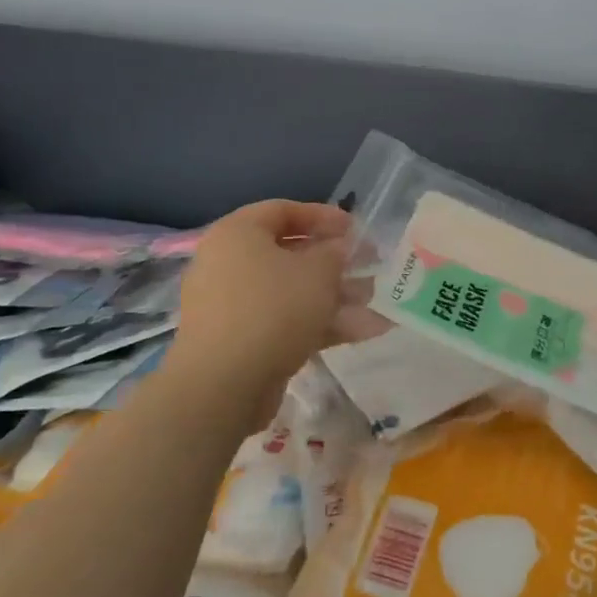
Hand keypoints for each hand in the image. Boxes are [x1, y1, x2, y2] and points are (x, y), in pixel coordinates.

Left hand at [173, 200, 350, 406]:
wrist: (223, 386)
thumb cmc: (272, 309)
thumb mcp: (317, 272)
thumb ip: (335, 253)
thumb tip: (338, 249)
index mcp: (238, 234)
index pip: (283, 210)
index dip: (323, 216)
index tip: (355, 229)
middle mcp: (228, 263)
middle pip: (289, 253)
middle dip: (334, 262)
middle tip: (368, 265)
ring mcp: (233, 305)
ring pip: (291, 291)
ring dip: (334, 295)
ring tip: (373, 300)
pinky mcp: (241, 341)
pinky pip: (285, 321)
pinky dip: (320, 323)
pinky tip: (364, 331)